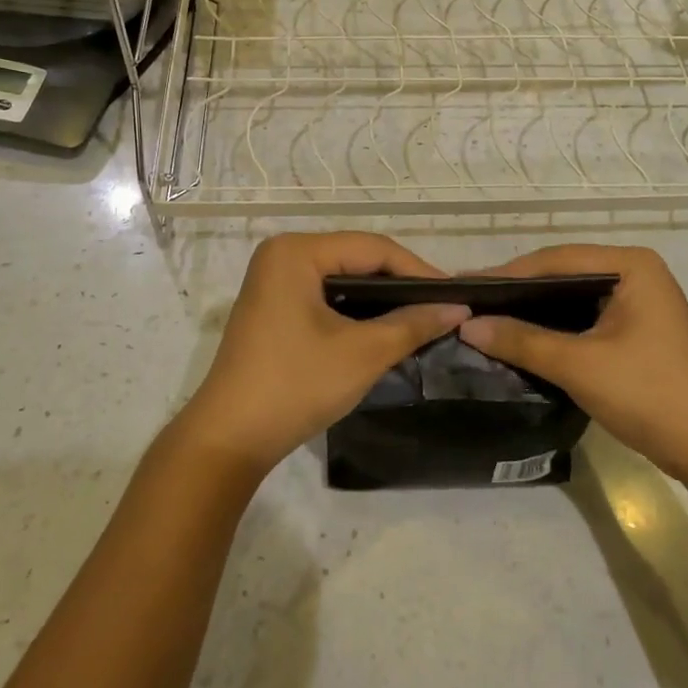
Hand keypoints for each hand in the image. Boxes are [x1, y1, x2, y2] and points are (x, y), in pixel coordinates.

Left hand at [176, 233, 468, 477]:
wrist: (230, 438)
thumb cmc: (296, 385)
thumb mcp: (363, 353)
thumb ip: (412, 324)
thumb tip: (457, 307)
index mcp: (297, 251)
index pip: (372, 248)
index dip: (418, 270)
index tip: (456, 295)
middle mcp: (282, 254)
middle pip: (356, 258)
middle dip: (400, 283)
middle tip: (442, 307)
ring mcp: (274, 280)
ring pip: (342, 278)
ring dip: (380, 298)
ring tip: (421, 318)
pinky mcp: (273, 305)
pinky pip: (325, 294)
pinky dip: (355, 309)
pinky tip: (383, 327)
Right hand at [457, 245, 687, 487]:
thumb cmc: (649, 394)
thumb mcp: (579, 366)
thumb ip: (521, 341)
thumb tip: (466, 325)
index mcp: (631, 265)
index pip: (555, 259)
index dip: (508, 274)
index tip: (465, 287)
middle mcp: (636, 273)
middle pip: (562, 274)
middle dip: (518, 291)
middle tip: (471, 303)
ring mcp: (639, 301)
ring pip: (571, 296)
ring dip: (533, 309)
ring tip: (487, 318)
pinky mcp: (636, 328)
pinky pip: (583, 316)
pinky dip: (553, 326)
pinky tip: (522, 336)